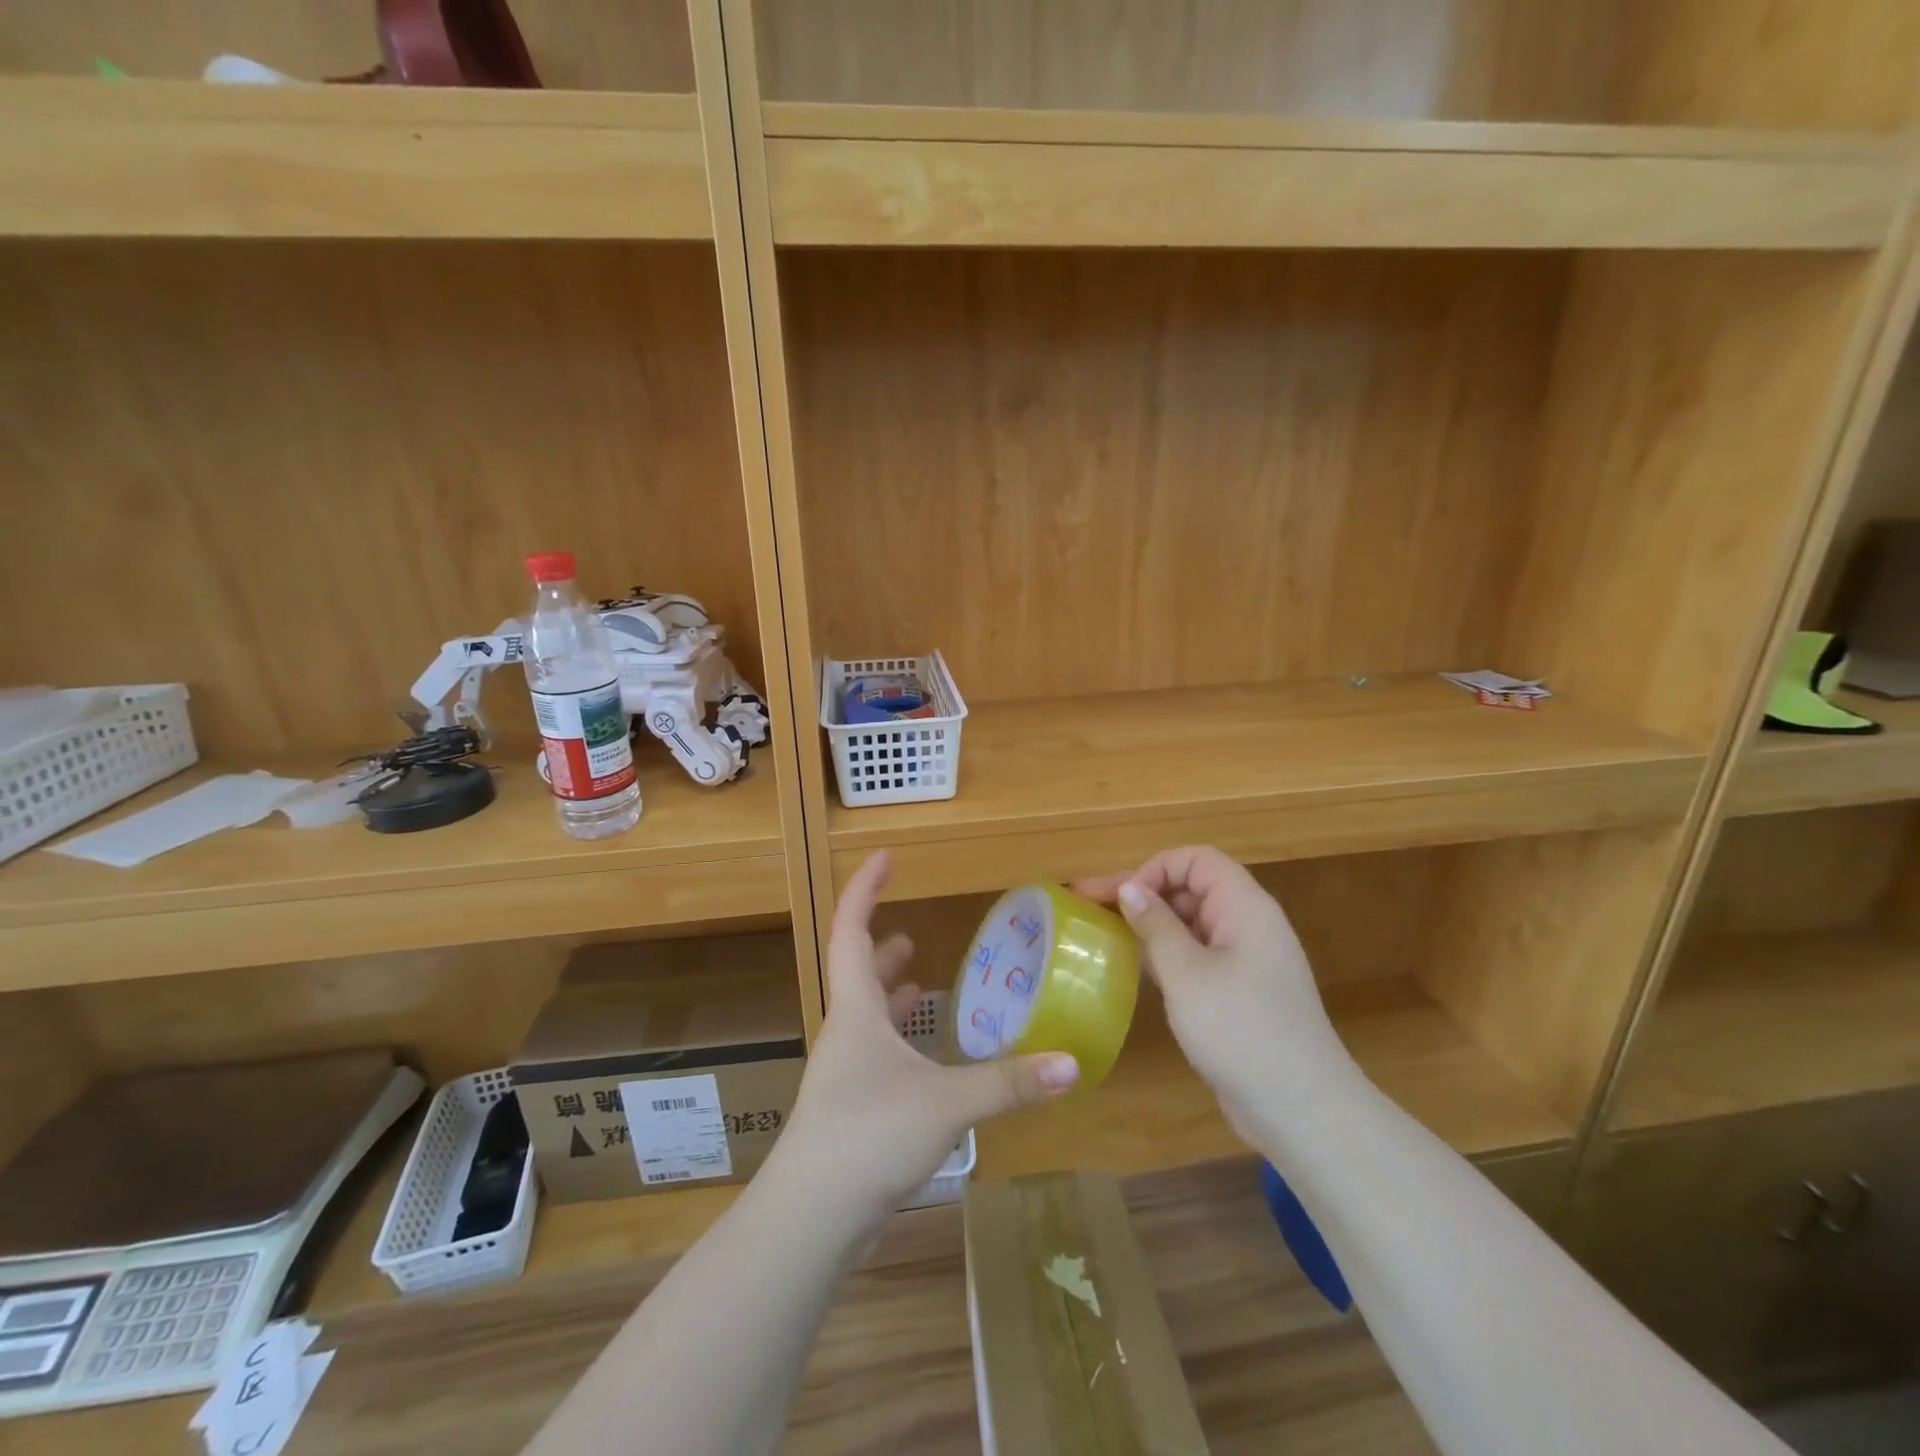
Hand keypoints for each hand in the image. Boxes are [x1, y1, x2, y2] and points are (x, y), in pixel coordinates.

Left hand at [783, 852, 1080, 1219]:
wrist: (809, 1218)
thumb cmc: (868, 1136)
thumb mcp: (945, 1103)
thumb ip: (1008, 1083)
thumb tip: (1072, 1065)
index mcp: (856, 1010)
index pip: (852, 930)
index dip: (864, 889)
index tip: (884, 857)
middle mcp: (845, 1033)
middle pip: (857, 973)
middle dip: (882, 948)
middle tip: (913, 934)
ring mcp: (844, 1073)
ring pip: (866, 1017)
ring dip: (889, 994)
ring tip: (917, 981)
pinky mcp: (852, 1109)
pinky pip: (876, 1055)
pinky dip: (898, 1040)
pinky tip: (923, 1057)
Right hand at [1076, 847, 1350, 1139]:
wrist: (1301, 1110)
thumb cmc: (1241, 1030)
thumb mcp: (1187, 974)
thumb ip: (1156, 926)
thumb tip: (1129, 888)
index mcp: (1245, 907)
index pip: (1197, 860)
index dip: (1156, 869)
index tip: (1123, 899)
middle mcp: (1247, 925)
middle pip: (1191, 889)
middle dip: (1142, 894)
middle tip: (1090, 908)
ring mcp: (1245, 961)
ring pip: (1190, 924)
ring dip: (1149, 925)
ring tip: (1102, 934)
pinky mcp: (1238, 993)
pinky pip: (1196, 956)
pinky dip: (1164, 955)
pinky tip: (1133, 968)